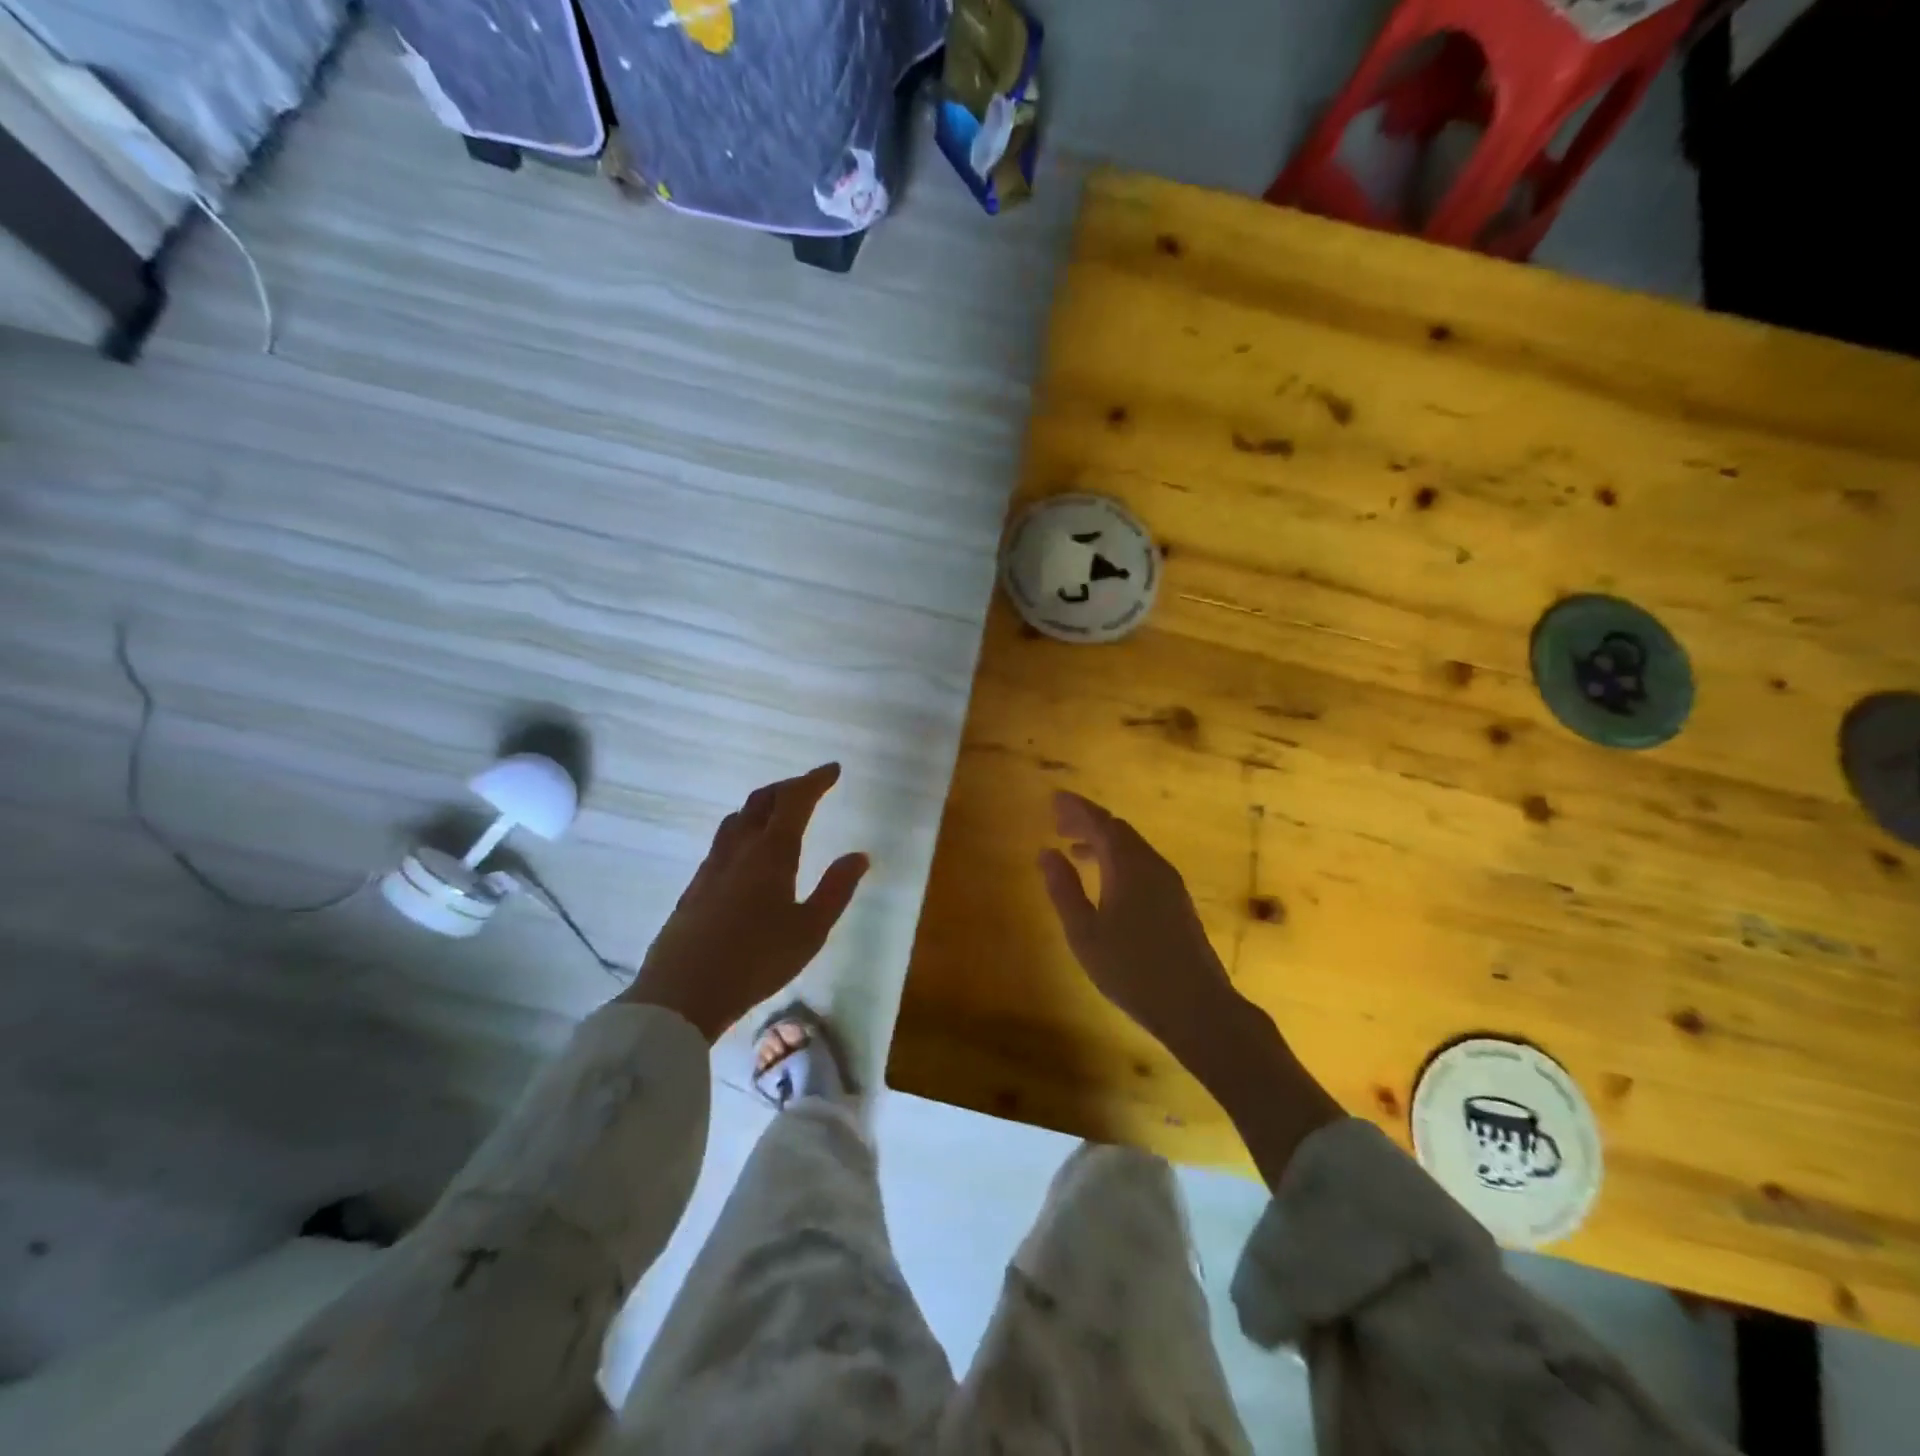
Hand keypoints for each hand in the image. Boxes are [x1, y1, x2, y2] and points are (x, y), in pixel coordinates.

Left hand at [621, 763, 869, 1040]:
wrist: (683, 993)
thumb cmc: (756, 961)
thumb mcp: (810, 930)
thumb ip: (836, 889)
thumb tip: (859, 855)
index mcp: (772, 853)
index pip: (794, 801)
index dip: (814, 781)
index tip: (833, 770)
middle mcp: (739, 849)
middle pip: (761, 801)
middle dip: (788, 787)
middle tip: (810, 787)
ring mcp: (712, 866)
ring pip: (736, 818)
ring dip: (761, 805)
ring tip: (778, 812)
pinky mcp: (695, 886)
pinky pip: (722, 841)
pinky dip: (743, 829)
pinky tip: (747, 852)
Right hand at [1037, 789, 1342, 1187]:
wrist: (1197, 1006)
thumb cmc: (1132, 970)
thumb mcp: (1085, 933)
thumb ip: (1064, 889)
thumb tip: (1047, 853)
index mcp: (1128, 865)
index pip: (1100, 822)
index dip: (1076, 809)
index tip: (1053, 799)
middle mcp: (1152, 864)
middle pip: (1118, 830)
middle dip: (1088, 822)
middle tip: (1059, 823)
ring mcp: (1169, 883)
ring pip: (1132, 848)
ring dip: (1103, 842)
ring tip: (1075, 850)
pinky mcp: (1177, 901)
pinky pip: (1142, 864)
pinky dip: (1119, 860)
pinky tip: (1106, 881)